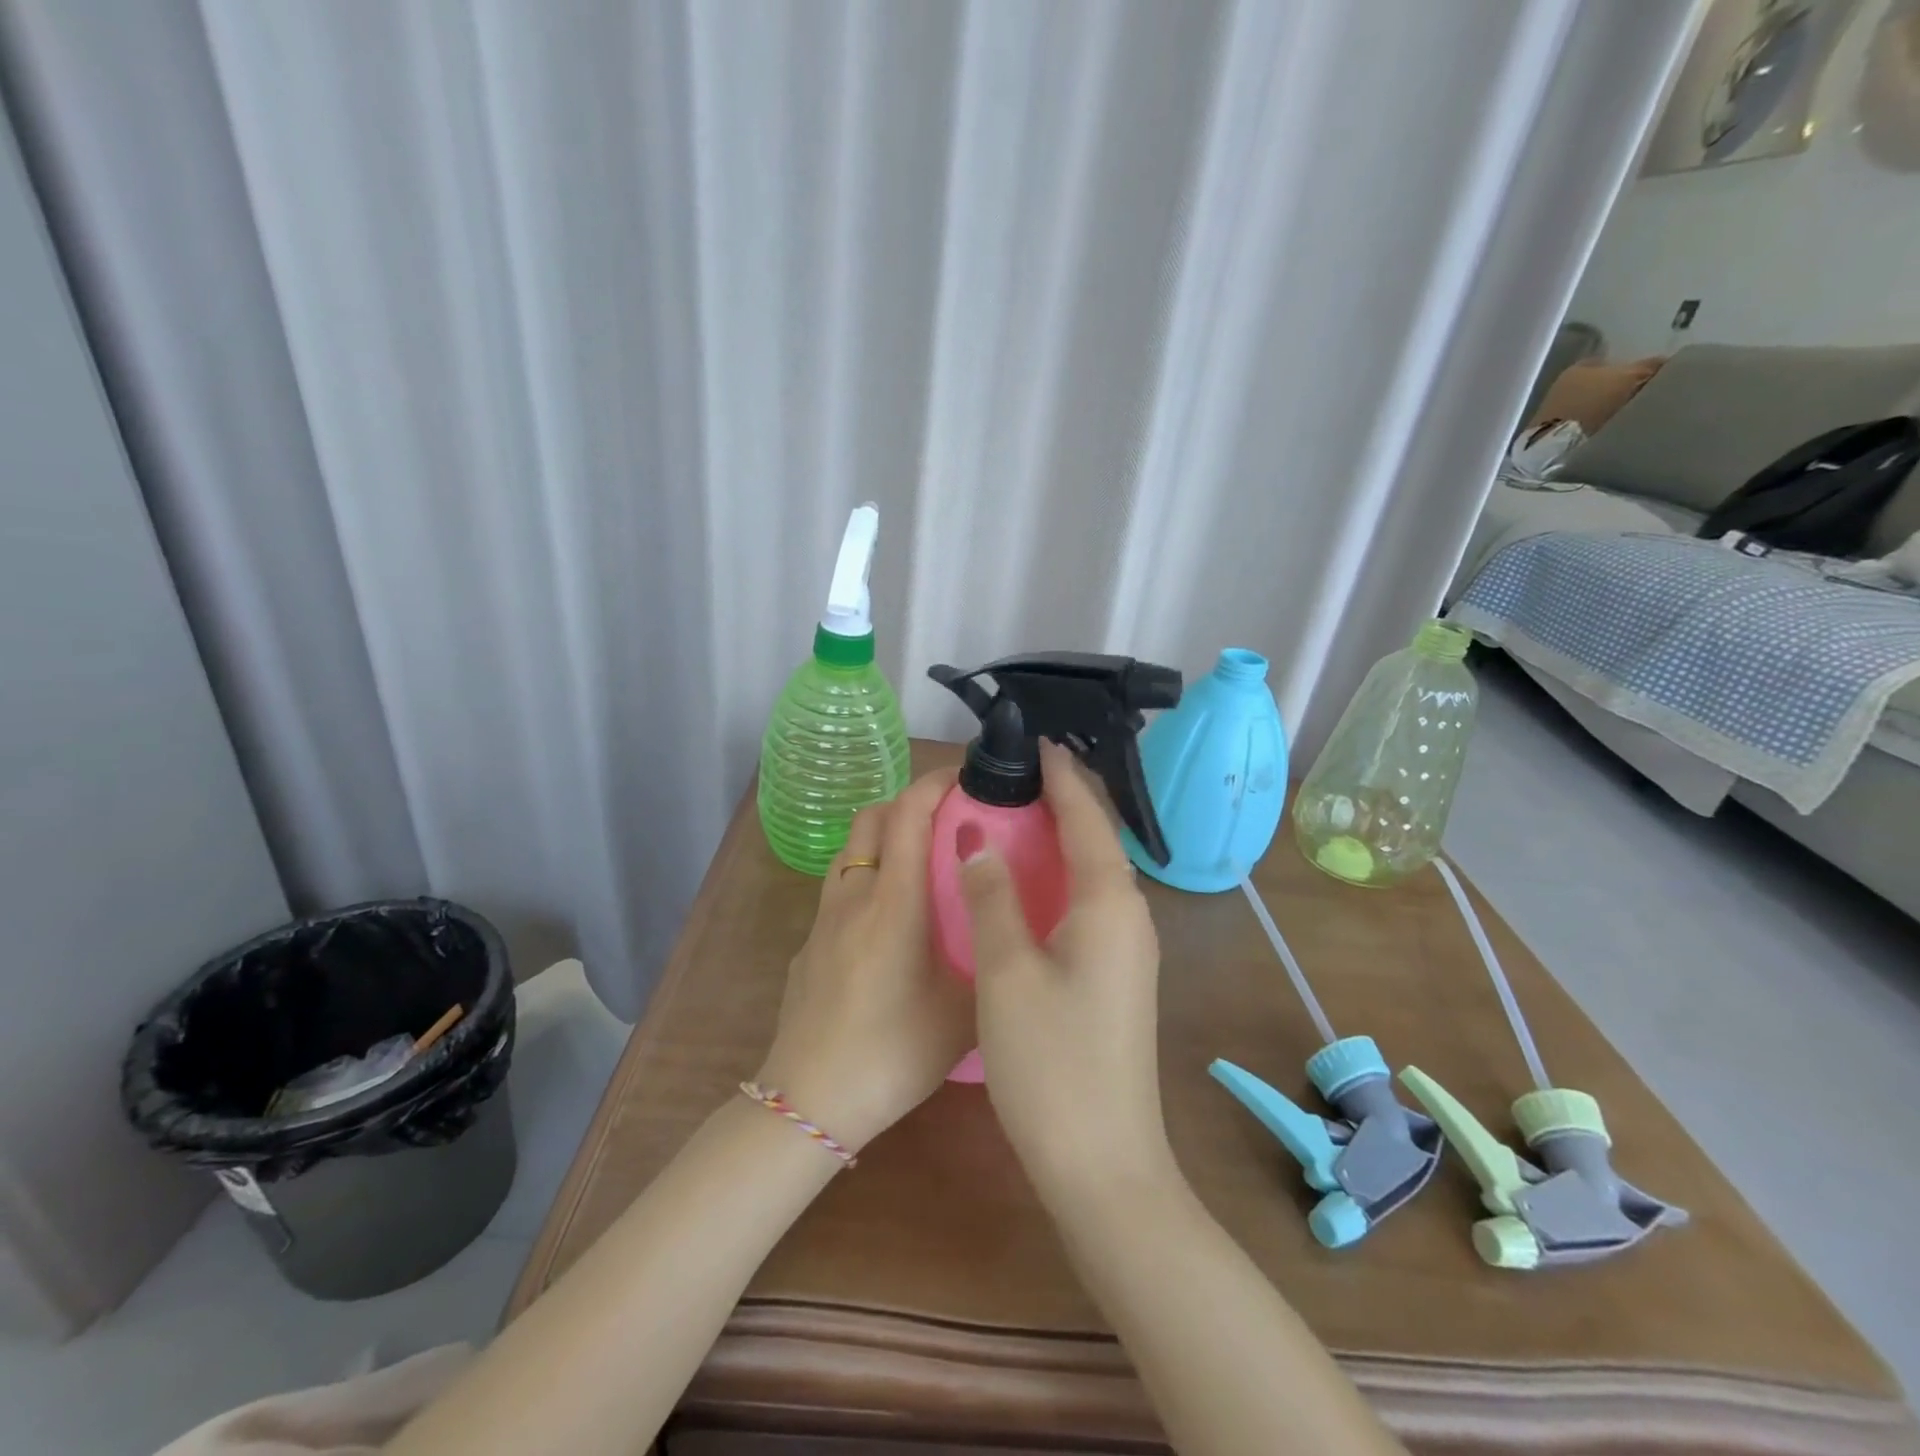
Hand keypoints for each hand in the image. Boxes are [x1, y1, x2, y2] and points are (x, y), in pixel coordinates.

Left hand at [757, 769, 973, 1152]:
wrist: (809, 1101)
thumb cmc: (893, 1053)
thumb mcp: (963, 1013)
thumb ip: (989, 959)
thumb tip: (1008, 928)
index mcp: (894, 901)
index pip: (908, 813)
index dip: (936, 783)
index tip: (966, 777)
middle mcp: (853, 895)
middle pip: (872, 817)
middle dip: (909, 802)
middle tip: (948, 820)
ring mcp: (823, 918)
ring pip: (852, 850)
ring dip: (885, 838)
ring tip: (922, 866)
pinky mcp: (809, 943)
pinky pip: (840, 888)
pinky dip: (867, 877)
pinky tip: (889, 923)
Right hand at [960, 740, 1177, 1205]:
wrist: (1104, 1164)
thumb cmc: (1051, 1063)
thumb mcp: (1007, 972)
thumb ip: (991, 896)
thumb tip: (974, 834)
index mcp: (1109, 902)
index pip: (1086, 817)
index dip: (1061, 776)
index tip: (1034, 742)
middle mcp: (1129, 915)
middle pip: (1097, 838)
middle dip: (1063, 799)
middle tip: (1016, 771)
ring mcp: (1127, 948)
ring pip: (1094, 871)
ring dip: (1062, 836)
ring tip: (1018, 811)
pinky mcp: (1116, 975)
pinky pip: (1090, 901)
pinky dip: (1061, 875)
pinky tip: (1030, 881)